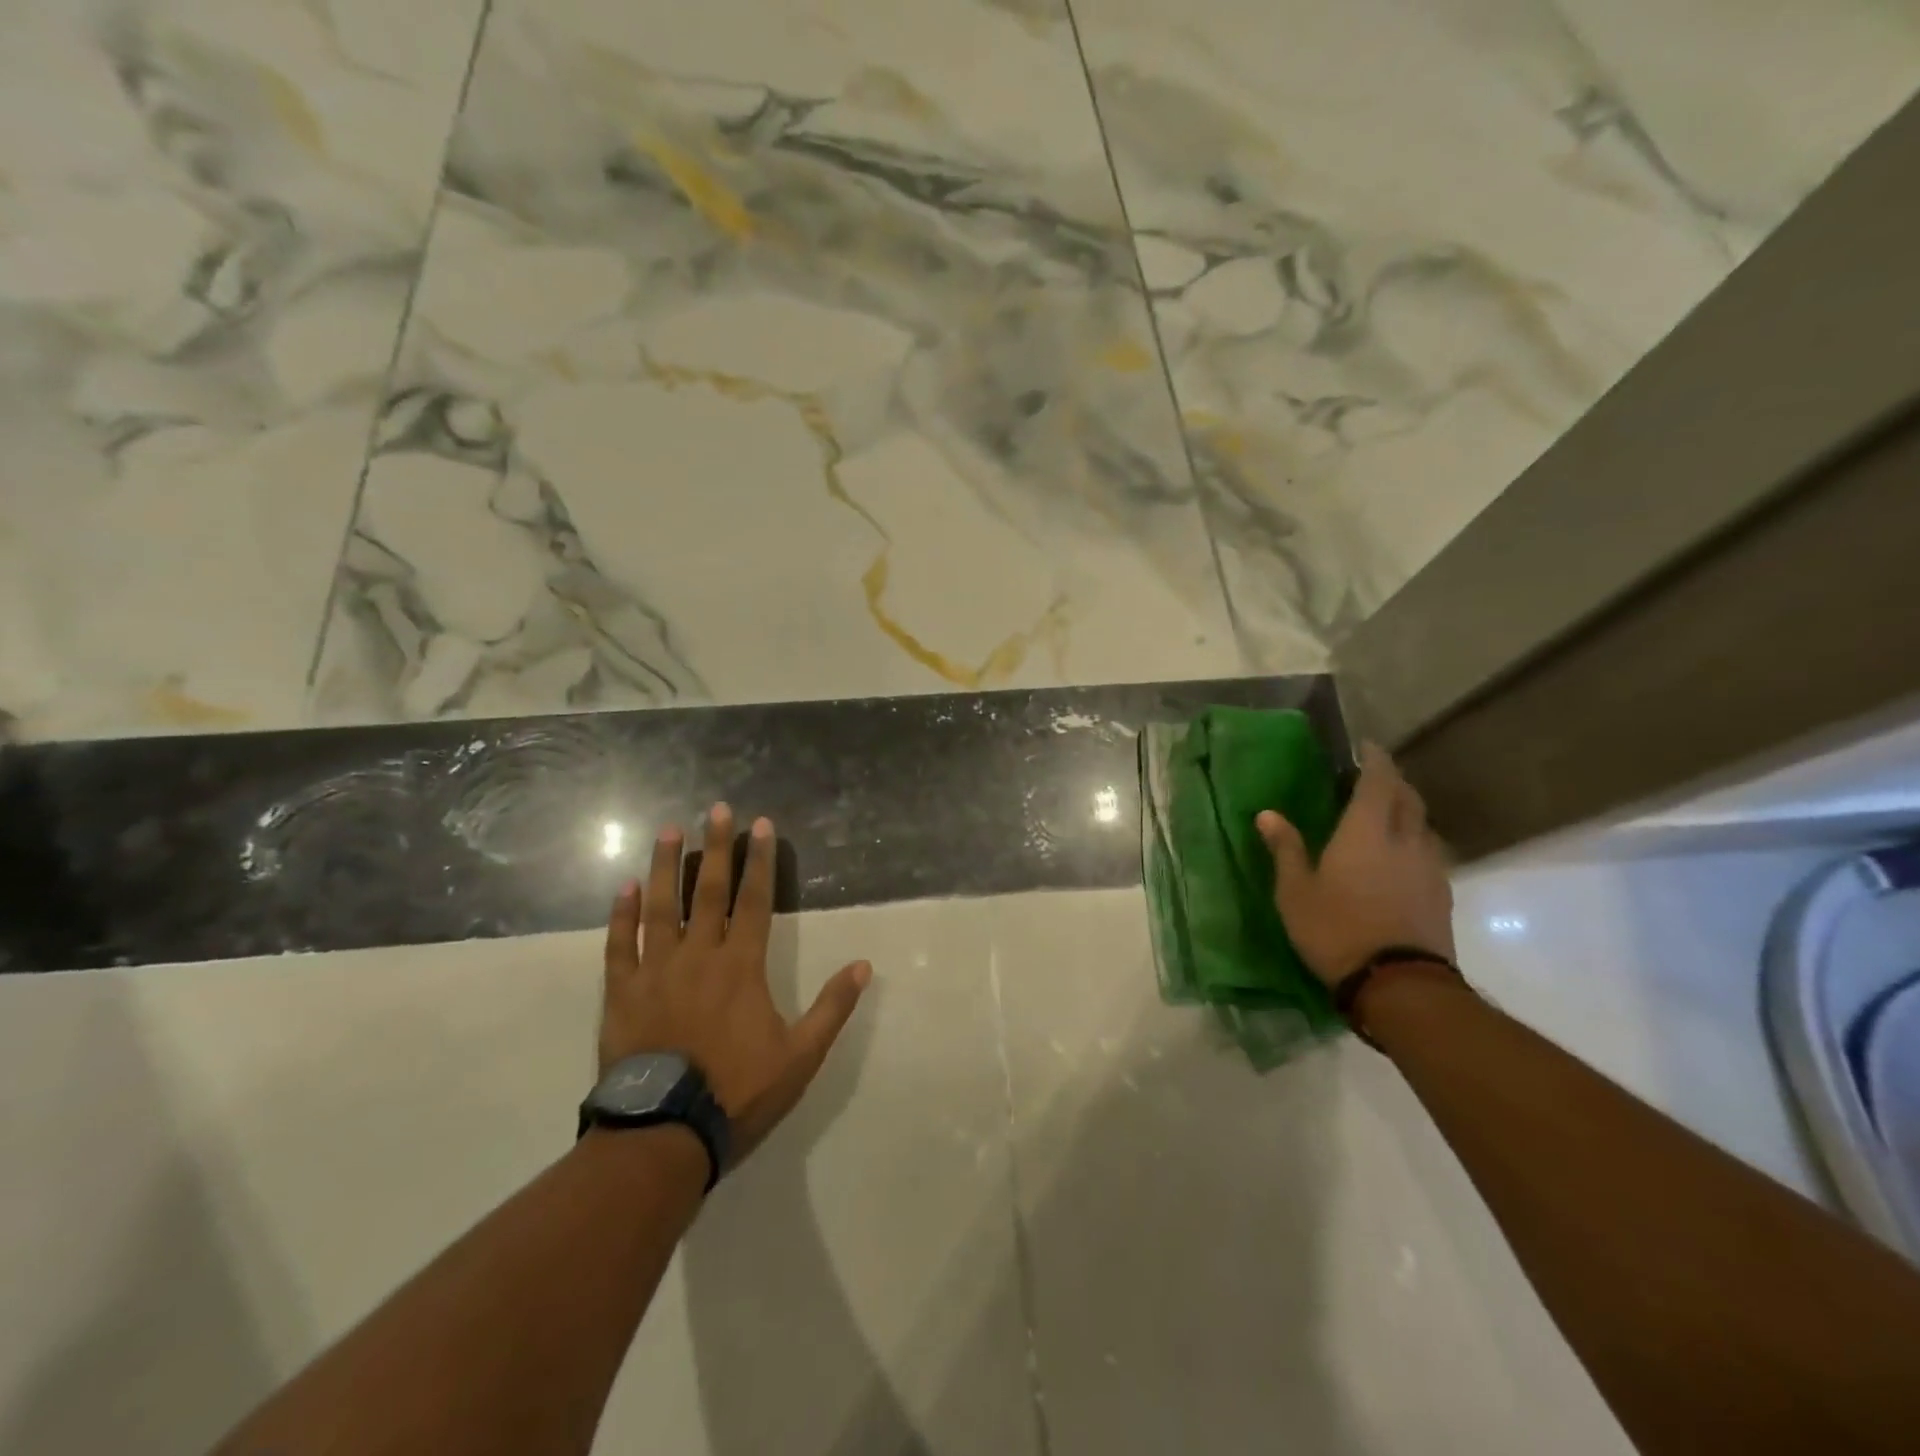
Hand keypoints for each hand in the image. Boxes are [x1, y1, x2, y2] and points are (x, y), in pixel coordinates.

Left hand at [599, 803, 871, 1164]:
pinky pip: (619, 945)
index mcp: (742, 966)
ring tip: (668, 831)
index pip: (756, 901)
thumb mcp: (801, 1055)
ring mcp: (656, 972)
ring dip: (666, 866)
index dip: (760, 861)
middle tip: (715, 809)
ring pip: (661, 908)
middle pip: (710, 892)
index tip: (761, 825)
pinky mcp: (622, 993)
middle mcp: (699, 956)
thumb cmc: (738, 1091)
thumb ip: (832, 1008)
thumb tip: (864, 966)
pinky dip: (621, 915)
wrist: (665, 1134)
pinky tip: (624, 886)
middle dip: (716, 848)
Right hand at [1256, 742, 1454, 987]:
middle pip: (1408, 797)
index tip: (1365, 747)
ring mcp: (1429, 867)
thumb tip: (1268, 814)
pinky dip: (1414, 841)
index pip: (1378, 781)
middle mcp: (1405, 839)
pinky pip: (1429, 852)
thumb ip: (1286, 849)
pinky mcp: (1442, 894)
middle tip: (1372, 778)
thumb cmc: (1336, 930)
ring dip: (1406, 811)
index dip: (1374, 760)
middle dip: (1392, 781)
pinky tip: (1399, 857)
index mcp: (1366, 831)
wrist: (1399, 986)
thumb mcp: (1295, 891)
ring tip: (1385, 816)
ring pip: (1423, 824)